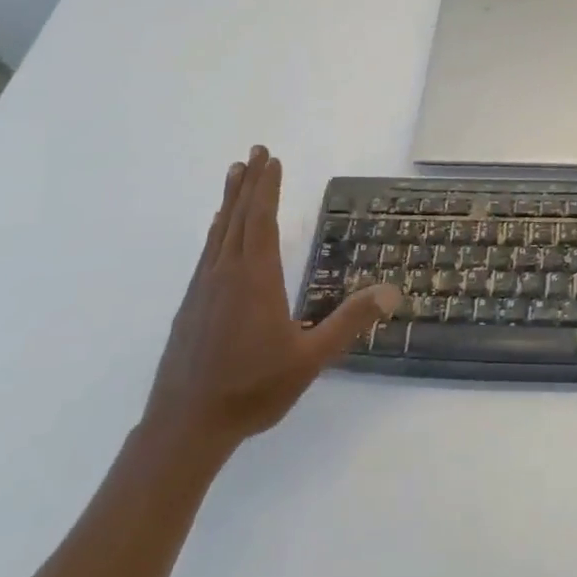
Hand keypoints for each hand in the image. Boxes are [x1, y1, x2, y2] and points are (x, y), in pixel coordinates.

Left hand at [142, 147, 397, 459]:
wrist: (185, 426)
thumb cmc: (252, 389)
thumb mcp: (311, 358)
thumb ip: (349, 322)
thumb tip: (391, 292)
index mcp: (255, 279)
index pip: (262, 220)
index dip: (267, 188)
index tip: (272, 159)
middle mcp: (226, 274)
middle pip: (238, 217)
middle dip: (248, 183)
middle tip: (255, 151)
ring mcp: (203, 289)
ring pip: (219, 232)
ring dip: (230, 201)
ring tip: (234, 175)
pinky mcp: (190, 306)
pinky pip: (207, 253)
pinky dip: (217, 231)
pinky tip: (217, 231)